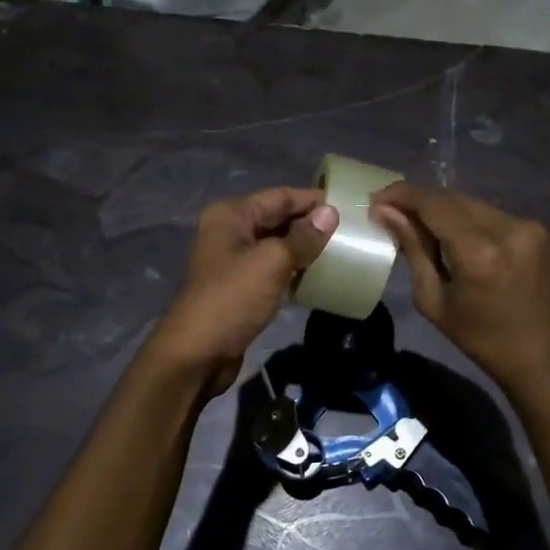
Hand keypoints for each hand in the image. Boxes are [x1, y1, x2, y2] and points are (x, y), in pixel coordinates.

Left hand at [146, 187, 337, 395]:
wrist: (199, 353)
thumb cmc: (233, 298)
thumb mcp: (272, 262)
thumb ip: (303, 237)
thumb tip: (331, 213)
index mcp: (231, 215)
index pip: (280, 196)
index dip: (312, 200)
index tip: (348, 206)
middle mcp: (230, 231)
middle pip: (278, 218)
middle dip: (310, 223)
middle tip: (350, 230)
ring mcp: (234, 260)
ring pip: (277, 245)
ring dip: (305, 247)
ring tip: (342, 250)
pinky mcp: (241, 287)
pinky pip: (273, 268)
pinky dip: (294, 269)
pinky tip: (319, 274)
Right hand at [370, 182, 549, 395]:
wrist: (545, 357)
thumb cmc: (481, 340)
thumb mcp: (434, 301)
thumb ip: (413, 250)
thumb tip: (385, 213)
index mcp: (480, 252)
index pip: (434, 204)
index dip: (402, 195)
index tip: (376, 199)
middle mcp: (509, 228)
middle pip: (453, 198)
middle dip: (420, 202)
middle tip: (392, 213)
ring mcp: (529, 226)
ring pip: (472, 204)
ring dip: (444, 211)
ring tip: (421, 227)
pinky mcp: (539, 231)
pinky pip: (491, 214)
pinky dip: (467, 220)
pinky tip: (454, 238)